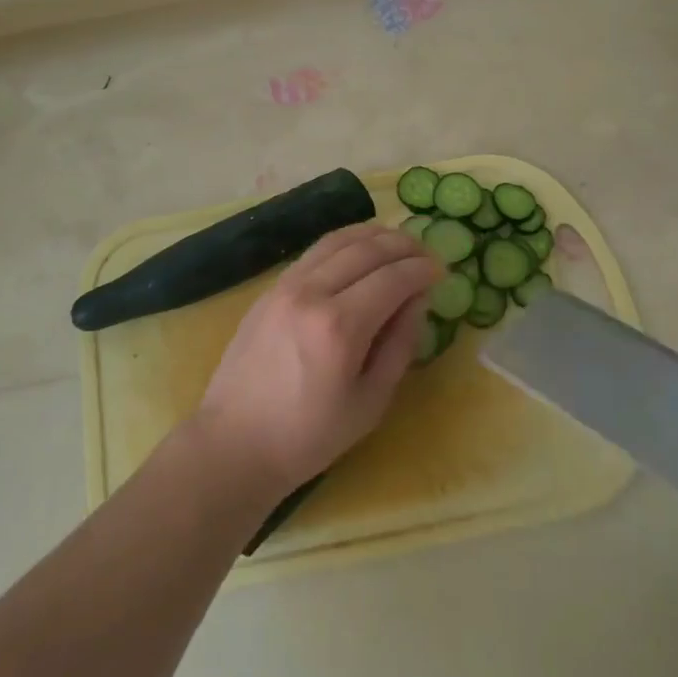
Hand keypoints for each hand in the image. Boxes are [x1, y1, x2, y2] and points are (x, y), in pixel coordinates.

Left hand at [194, 222, 436, 496]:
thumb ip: (400, 344)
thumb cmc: (309, 436)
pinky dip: (343, 242)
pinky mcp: (270, 289)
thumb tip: (418, 299)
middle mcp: (312, 293)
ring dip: (373, 235)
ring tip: (398, 241)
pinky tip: (359, 249)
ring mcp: (285, 286)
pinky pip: (314, 252)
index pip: (392, 278)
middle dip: (403, 245)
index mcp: (340, 327)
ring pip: (337, 240)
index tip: (442, 270)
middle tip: (426, 252)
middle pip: (366, 249)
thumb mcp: (370, 402)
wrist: (235, 441)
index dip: (422, 269)